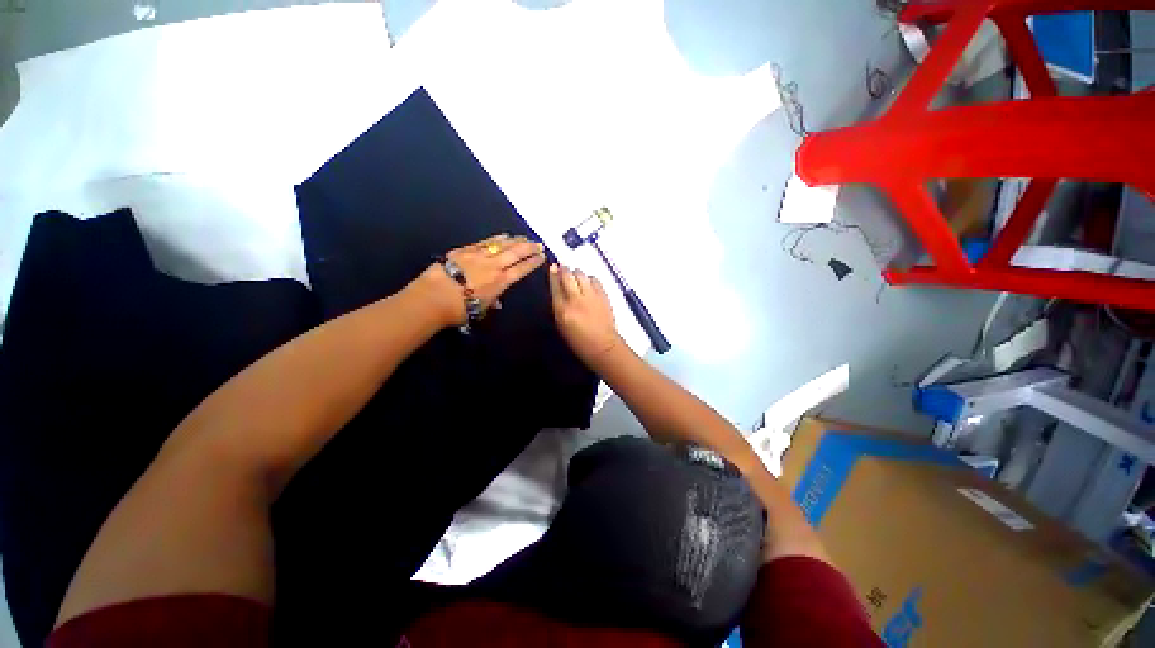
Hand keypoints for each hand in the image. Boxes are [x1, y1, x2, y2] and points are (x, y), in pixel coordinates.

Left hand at [419, 234, 546, 326]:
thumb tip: (497, 303)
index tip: (542, 257)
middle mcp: (493, 266)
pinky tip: (503, 236)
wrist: (434, 296)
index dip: (532, 263)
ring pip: (502, 245)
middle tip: (539, 243)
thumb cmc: (459, 309)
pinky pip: (485, 242)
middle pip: (515, 254)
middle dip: (529, 248)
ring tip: (524, 238)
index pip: (521, 269)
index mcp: (500, 282)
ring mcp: (479, 256)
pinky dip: (496, 239)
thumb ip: (491, 302)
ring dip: (515, 241)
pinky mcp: (465, 250)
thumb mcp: (480, 309)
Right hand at [549, 264, 623, 366]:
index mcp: (562, 310)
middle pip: (567, 276)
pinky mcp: (603, 295)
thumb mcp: (561, 325)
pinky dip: (589, 279)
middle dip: (564, 270)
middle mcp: (575, 300)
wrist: (603, 346)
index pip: (555, 286)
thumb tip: (558, 289)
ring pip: (581, 275)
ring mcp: (591, 296)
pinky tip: (588, 284)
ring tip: (576, 277)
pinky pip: (594, 280)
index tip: (552, 267)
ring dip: (576, 274)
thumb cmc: (579, 341)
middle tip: (564, 270)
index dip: (553, 275)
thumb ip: (559, 306)